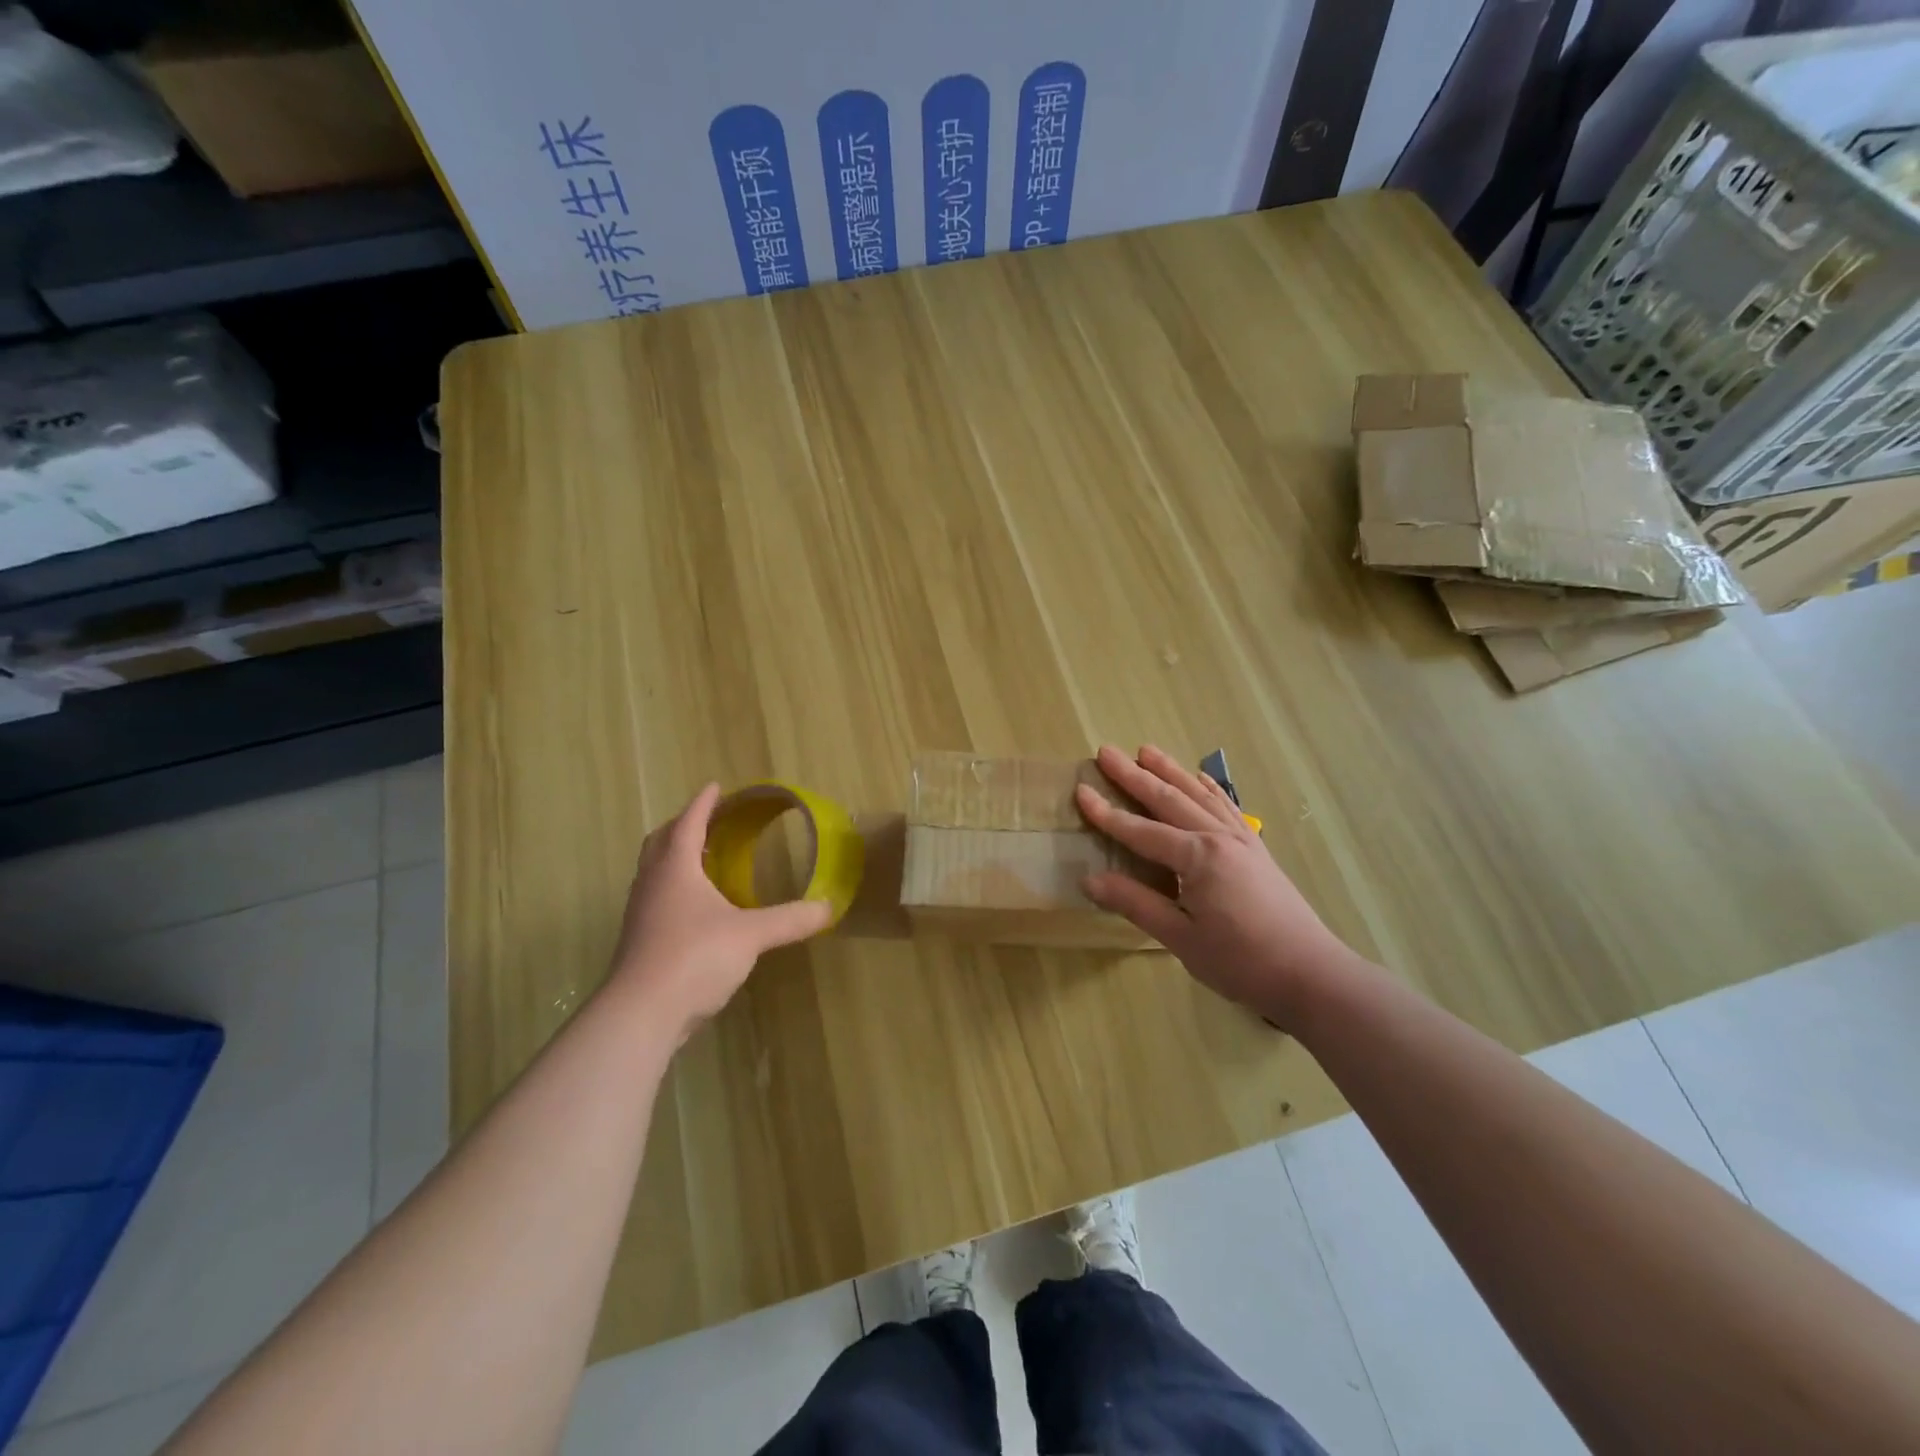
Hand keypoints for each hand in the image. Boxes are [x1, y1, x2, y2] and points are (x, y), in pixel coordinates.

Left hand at [608, 784, 831, 1040]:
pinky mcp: (640, 943)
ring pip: (655, 872)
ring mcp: (641, 915)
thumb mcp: (751, 935)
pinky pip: (657, 900)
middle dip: (683, 826)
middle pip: (661, 842)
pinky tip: (696, 908)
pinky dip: (675, 889)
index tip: (715, 786)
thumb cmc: (694, 957)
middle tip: (708, 821)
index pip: (688, 824)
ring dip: (675, 857)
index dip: (703, 804)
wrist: (641, 1014)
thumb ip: (790, 919)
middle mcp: (652, 885)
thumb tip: (829, 906)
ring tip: (702, 859)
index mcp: (675, 869)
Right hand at [1076, 745, 1353, 1023]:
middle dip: (1134, 775)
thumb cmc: (1241, 961)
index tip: (1080, 791)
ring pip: (1198, 795)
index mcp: (1198, 857)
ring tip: (1146, 750)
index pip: (1141, 831)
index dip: (1107, 813)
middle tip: (1106, 751)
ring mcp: (1241, 839)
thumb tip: (1089, 881)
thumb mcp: (1180, 937)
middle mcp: (1218, 837)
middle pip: (1169, 799)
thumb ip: (1136, 903)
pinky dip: (1209, 788)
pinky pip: (1227, 807)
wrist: (1311, 974)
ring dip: (1170, 771)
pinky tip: (1200, 778)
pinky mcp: (1256, 848)